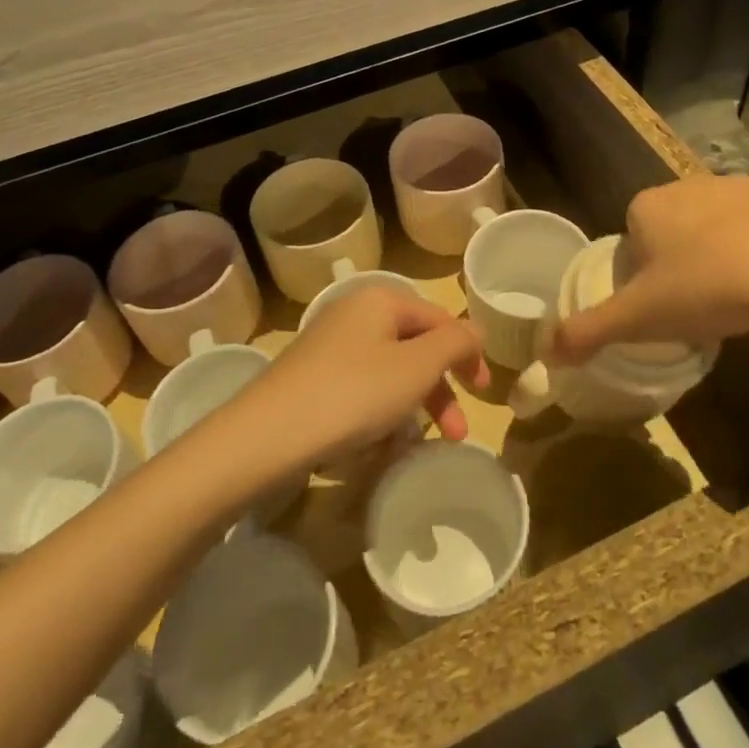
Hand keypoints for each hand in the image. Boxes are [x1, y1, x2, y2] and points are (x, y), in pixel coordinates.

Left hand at [244, 288, 489, 462]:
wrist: (265, 436)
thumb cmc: (352, 394)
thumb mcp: (416, 367)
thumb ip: (455, 343)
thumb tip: (474, 330)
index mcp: (380, 300)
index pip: (439, 318)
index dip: (467, 352)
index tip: (483, 392)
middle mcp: (354, 314)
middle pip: (415, 346)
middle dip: (440, 390)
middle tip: (457, 432)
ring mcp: (329, 346)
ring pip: (389, 371)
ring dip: (414, 407)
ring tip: (420, 447)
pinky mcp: (312, 378)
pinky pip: (361, 389)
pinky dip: (380, 414)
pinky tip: (380, 447)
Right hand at [552, 175, 748, 361]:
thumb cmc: (704, 289)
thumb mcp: (638, 319)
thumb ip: (588, 331)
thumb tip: (545, 354)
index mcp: (647, 206)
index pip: (631, 236)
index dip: (641, 272)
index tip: (659, 304)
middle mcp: (687, 186)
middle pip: (672, 229)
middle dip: (679, 261)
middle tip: (695, 305)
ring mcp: (737, 187)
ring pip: (715, 225)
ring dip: (719, 253)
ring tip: (735, 297)